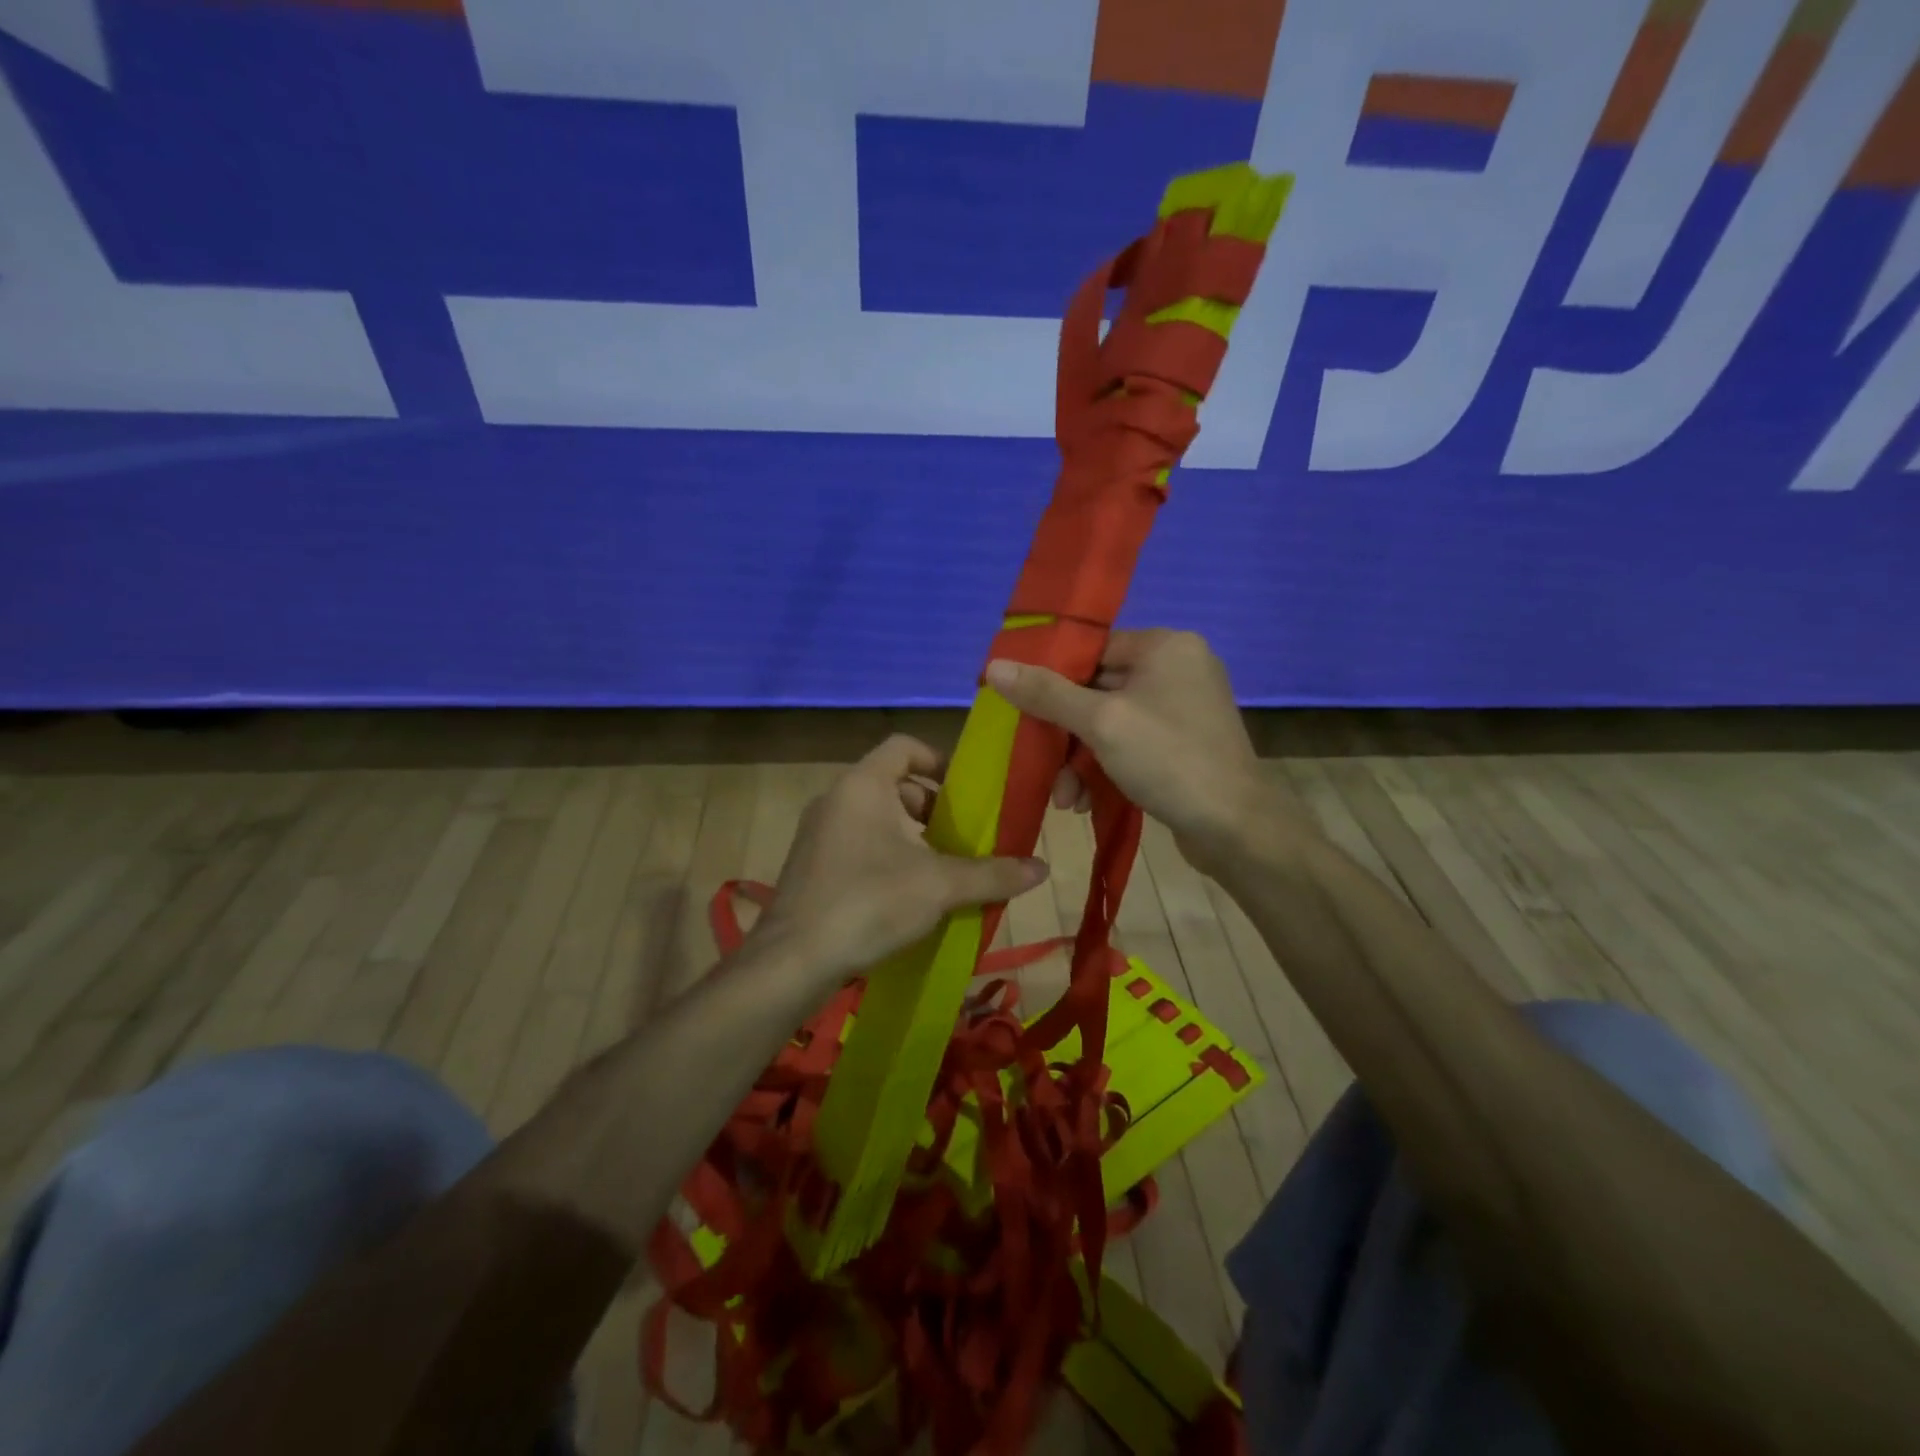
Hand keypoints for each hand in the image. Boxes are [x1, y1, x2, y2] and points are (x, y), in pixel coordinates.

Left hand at [753, 735, 1048, 984]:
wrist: (793, 961)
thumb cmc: (869, 902)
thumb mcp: (939, 886)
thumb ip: (992, 874)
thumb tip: (1044, 869)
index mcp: (863, 784)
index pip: (904, 746)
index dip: (939, 760)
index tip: (967, 791)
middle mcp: (836, 798)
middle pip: (894, 785)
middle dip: (933, 809)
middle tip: (964, 838)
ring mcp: (818, 832)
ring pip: (876, 818)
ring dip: (912, 836)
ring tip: (944, 869)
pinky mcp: (811, 865)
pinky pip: (858, 843)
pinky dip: (887, 855)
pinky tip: (909, 894)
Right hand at [984, 630, 1286, 875]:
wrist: (1236, 829)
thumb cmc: (1169, 760)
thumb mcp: (1100, 723)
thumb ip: (1046, 693)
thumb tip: (994, 666)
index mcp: (1165, 647)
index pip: (1092, 650)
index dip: (1051, 678)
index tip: (1021, 707)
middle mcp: (1176, 669)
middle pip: (1097, 689)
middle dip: (1065, 734)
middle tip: (1041, 765)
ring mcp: (1182, 710)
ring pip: (1109, 723)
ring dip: (1080, 759)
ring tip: (1065, 799)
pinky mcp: (1182, 745)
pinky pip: (1129, 744)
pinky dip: (1104, 768)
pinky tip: (1086, 800)